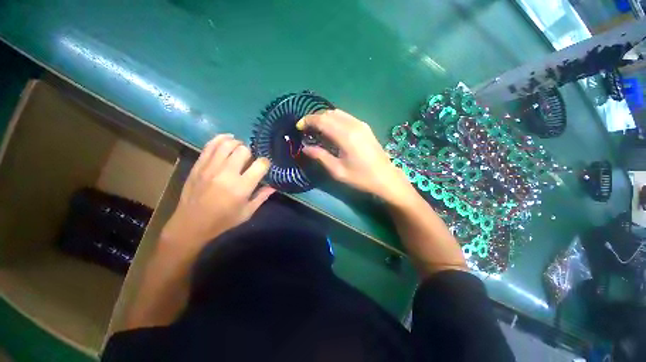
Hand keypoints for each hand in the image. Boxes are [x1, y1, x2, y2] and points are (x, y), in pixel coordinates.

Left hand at [160, 134, 274, 257]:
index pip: (260, 165)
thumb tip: (274, 186)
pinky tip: (227, 140)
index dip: (265, 163)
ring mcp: (210, 167)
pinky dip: (221, 139)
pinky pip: (210, 145)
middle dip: (251, 153)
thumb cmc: (223, 220)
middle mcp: (227, 173)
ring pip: (227, 144)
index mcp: (241, 187)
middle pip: (244, 150)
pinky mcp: (199, 165)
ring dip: (237, 143)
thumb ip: (262, 197)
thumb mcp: (247, 212)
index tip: (264, 167)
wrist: (190, 224)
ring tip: (240, 148)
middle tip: (250, 160)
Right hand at [297, 109, 414, 204]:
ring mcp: (361, 124)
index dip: (308, 121)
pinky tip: (331, 130)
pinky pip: (346, 117)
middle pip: (329, 113)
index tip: (299, 127)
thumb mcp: (337, 170)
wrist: (386, 178)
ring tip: (316, 130)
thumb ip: (320, 156)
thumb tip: (305, 147)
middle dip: (315, 118)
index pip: (322, 120)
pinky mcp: (365, 127)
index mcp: (346, 136)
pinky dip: (335, 120)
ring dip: (325, 118)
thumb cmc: (361, 177)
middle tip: (306, 129)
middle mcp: (353, 125)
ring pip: (338, 113)